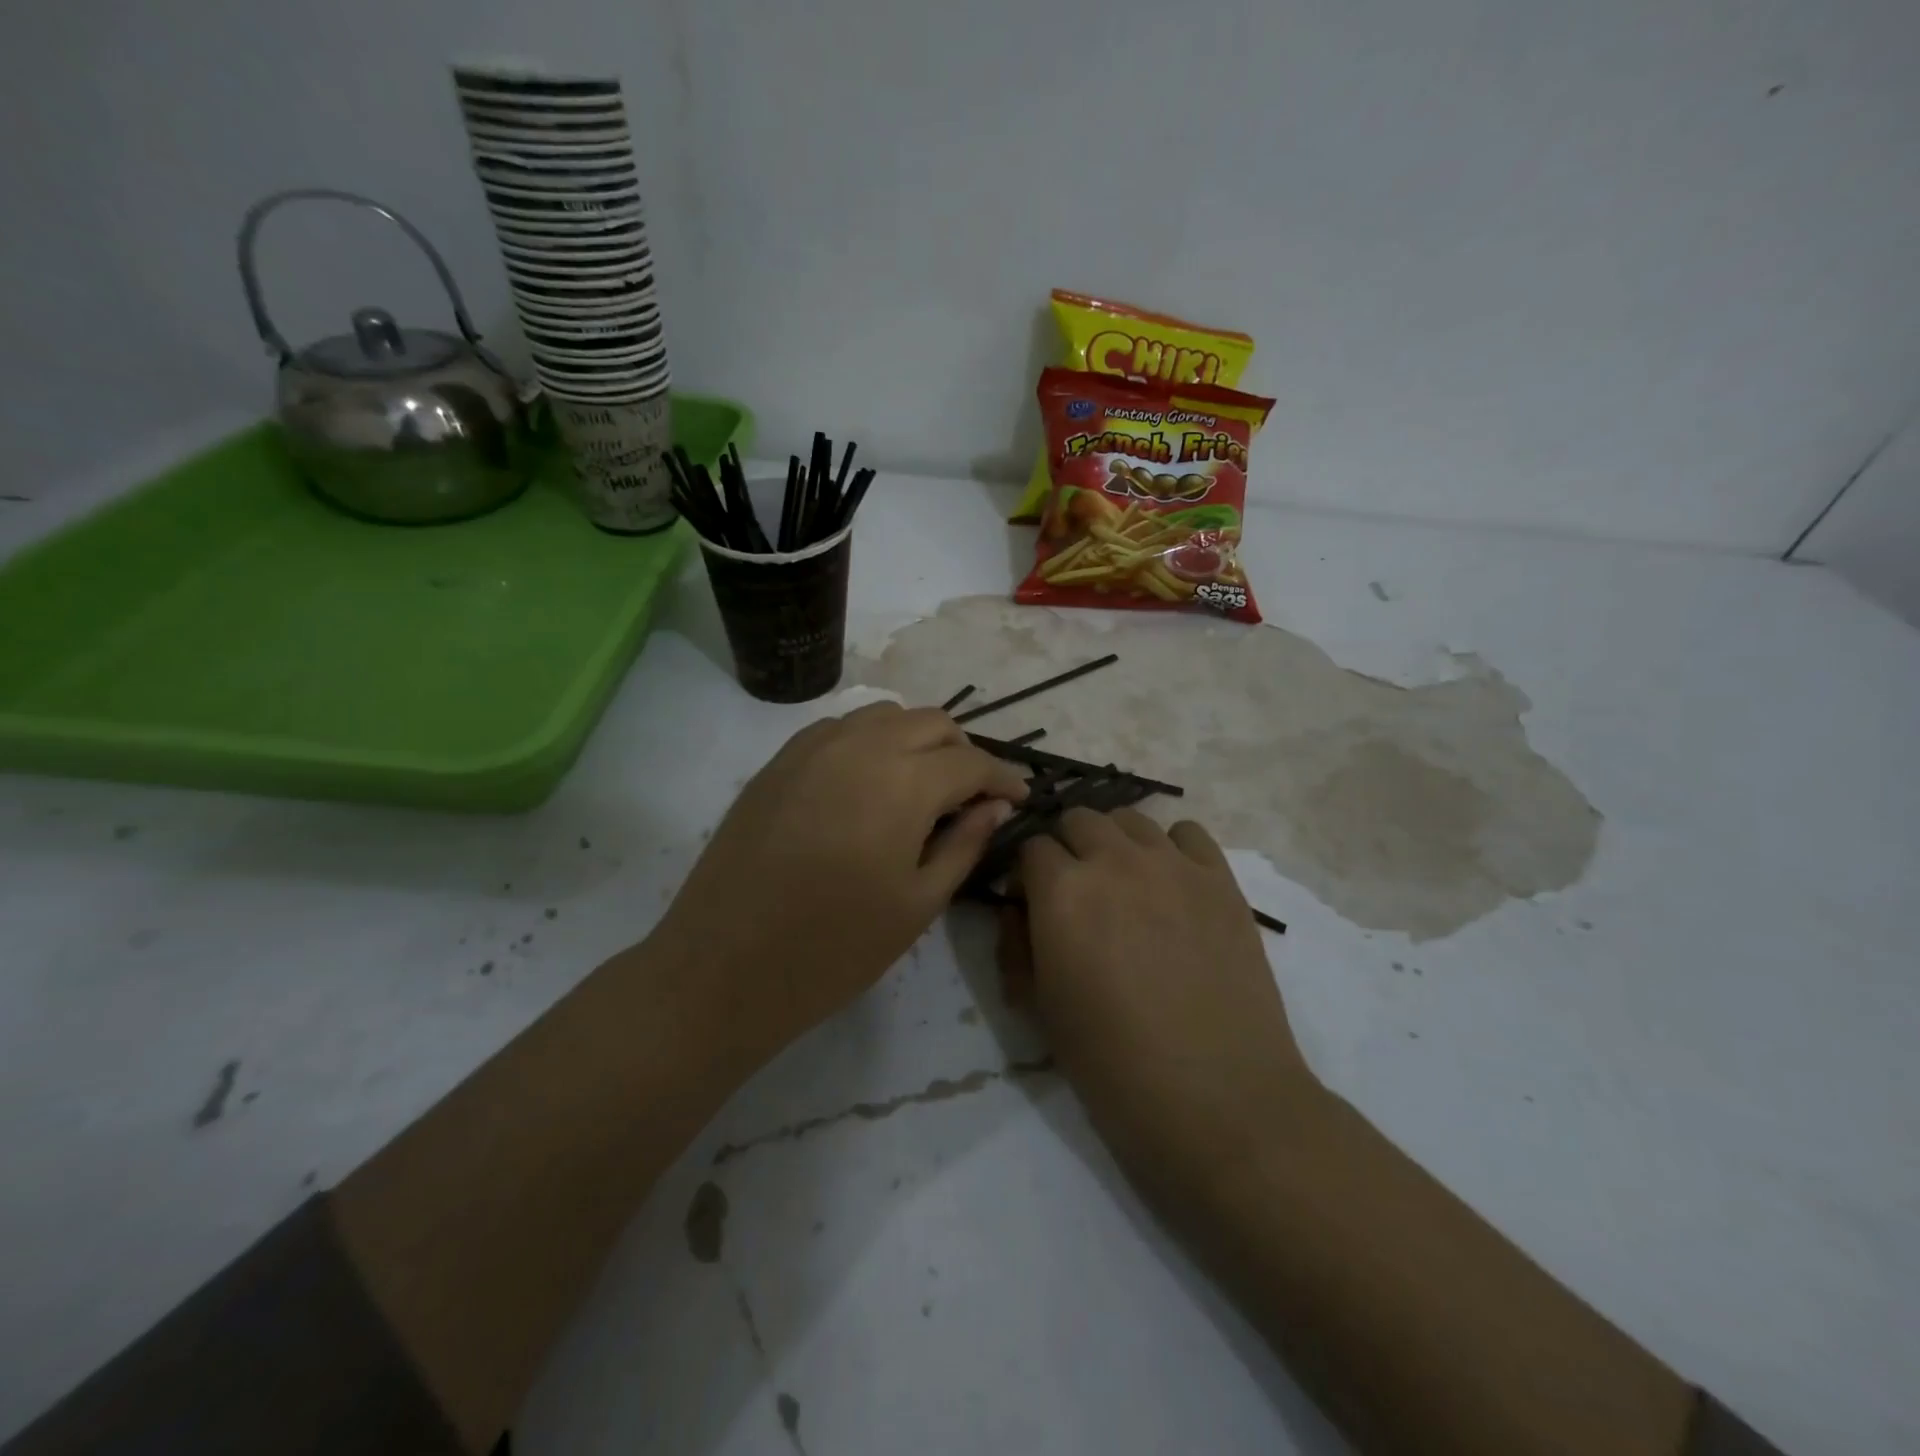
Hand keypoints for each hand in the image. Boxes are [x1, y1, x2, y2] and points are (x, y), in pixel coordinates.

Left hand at [655, 703, 1026, 1054]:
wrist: (724, 966)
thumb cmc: (834, 947)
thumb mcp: (918, 903)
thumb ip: (964, 843)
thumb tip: (994, 805)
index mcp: (903, 782)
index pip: (971, 761)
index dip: (1003, 776)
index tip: (1019, 795)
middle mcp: (860, 746)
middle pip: (931, 722)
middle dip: (962, 751)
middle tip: (971, 794)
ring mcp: (812, 747)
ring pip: (884, 715)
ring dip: (916, 739)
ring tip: (921, 784)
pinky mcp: (778, 761)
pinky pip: (839, 728)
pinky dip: (869, 741)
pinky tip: (867, 782)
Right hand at [1003, 809, 1314, 1190]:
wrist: (1217, 1098)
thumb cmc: (1113, 1063)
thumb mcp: (1040, 1009)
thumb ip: (1016, 945)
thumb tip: (1018, 909)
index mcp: (1061, 891)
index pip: (1030, 847)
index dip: (1027, 873)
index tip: (1032, 901)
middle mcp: (1114, 860)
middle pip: (1078, 819)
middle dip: (1067, 847)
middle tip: (1077, 892)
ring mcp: (1173, 864)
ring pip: (1130, 819)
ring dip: (1115, 842)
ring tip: (1125, 884)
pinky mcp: (1220, 879)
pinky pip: (1187, 833)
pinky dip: (1171, 848)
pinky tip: (1172, 884)